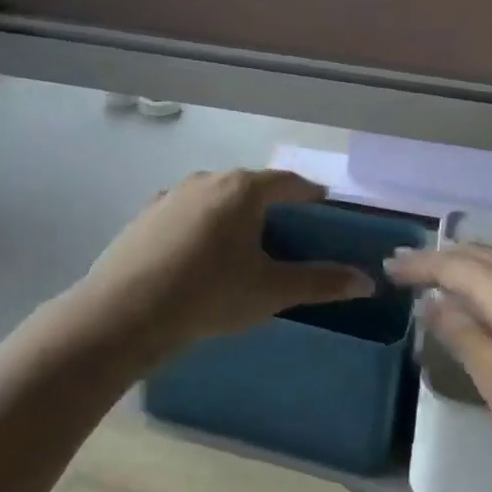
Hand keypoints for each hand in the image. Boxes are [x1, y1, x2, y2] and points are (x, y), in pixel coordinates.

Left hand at [74, 169, 373, 356]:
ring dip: (234, 213)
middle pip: (251, 186)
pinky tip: (198, 254)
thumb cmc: (208, 295)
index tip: (322, 208)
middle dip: (272, 205)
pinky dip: (201, 224)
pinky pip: (186, 211)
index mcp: (244, 189)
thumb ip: (320, 282)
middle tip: (286, 233)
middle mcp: (209, 179)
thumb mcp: (271, 291)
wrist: (124, 312)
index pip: (288, 182)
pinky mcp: (147, 213)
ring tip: (242, 245)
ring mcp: (173, 193)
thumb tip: (366, 281)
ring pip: (216, 196)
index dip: (309, 194)